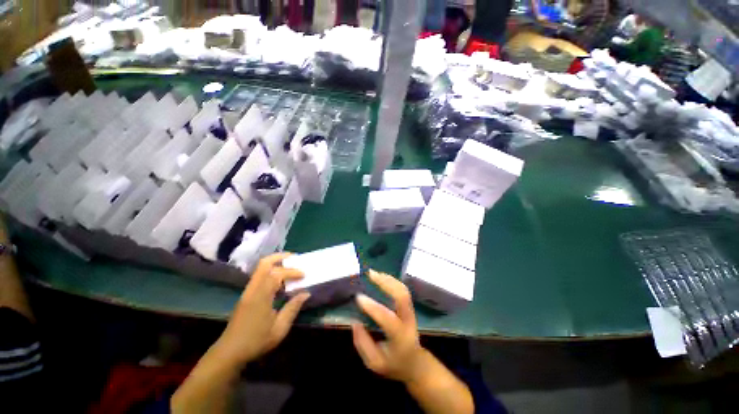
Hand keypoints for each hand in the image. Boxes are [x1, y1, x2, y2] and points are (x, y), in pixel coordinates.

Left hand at [214, 253, 309, 365]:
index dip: (292, 272)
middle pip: (264, 264)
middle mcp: (253, 289)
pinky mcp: (246, 295)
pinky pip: (260, 276)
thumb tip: (306, 293)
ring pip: (260, 269)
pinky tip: (280, 280)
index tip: (303, 275)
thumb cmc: (256, 341)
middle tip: (294, 257)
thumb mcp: (279, 328)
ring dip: (276, 263)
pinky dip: (271, 272)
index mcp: (261, 296)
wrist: (229, 352)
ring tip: (290, 266)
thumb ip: (293, 308)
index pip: (277, 274)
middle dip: (280, 257)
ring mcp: (248, 291)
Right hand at [351, 270, 426, 383]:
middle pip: (402, 297)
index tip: (358, 297)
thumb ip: (363, 343)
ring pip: (403, 290)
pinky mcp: (409, 307)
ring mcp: (411, 312)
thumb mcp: (374, 363)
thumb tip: (354, 322)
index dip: (372, 307)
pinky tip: (381, 277)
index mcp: (400, 338)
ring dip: (388, 279)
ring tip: (374, 273)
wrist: (415, 363)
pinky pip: (402, 290)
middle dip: (386, 283)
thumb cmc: (394, 365)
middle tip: (370, 275)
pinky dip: (392, 281)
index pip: (387, 319)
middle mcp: (408, 321)